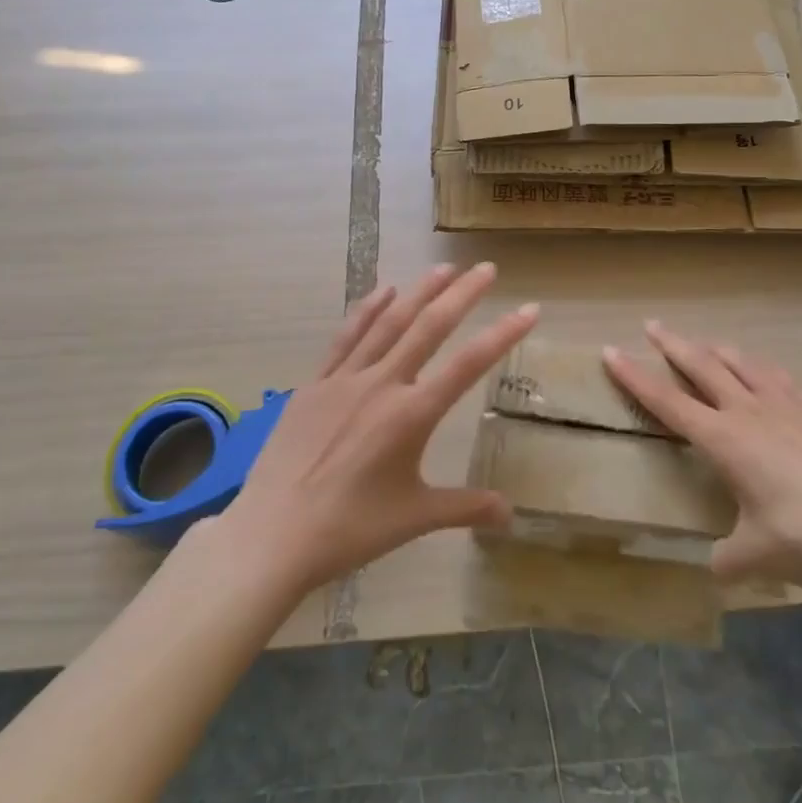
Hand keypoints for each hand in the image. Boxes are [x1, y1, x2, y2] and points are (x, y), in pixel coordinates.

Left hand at [198, 263, 534, 595]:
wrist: (272, 534)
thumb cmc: (350, 528)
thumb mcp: (415, 518)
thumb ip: (466, 507)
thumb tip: (511, 515)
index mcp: (412, 414)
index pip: (469, 364)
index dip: (503, 334)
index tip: (530, 309)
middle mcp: (382, 384)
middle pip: (429, 328)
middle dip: (462, 295)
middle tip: (487, 268)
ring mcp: (344, 379)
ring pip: (389, 322)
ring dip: (419, 292)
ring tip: (443, 268)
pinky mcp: (314, 384)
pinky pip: (346, 337)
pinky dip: (368, 310)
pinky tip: (384, 291)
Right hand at [603, 321, 801, 587]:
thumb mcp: (756, 555)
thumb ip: (728, 559)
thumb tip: (716, 569)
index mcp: (724, 439)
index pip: (667, 401)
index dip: (635, 377)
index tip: (610, 352)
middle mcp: (748, 412)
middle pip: (702, 367)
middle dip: (673, 345)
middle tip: (652, 325)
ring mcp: (785, 407)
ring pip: (742, 364)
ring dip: (718, 350)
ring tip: (706, 343)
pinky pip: (780, 378)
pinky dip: (762, 369)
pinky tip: (765, 371)